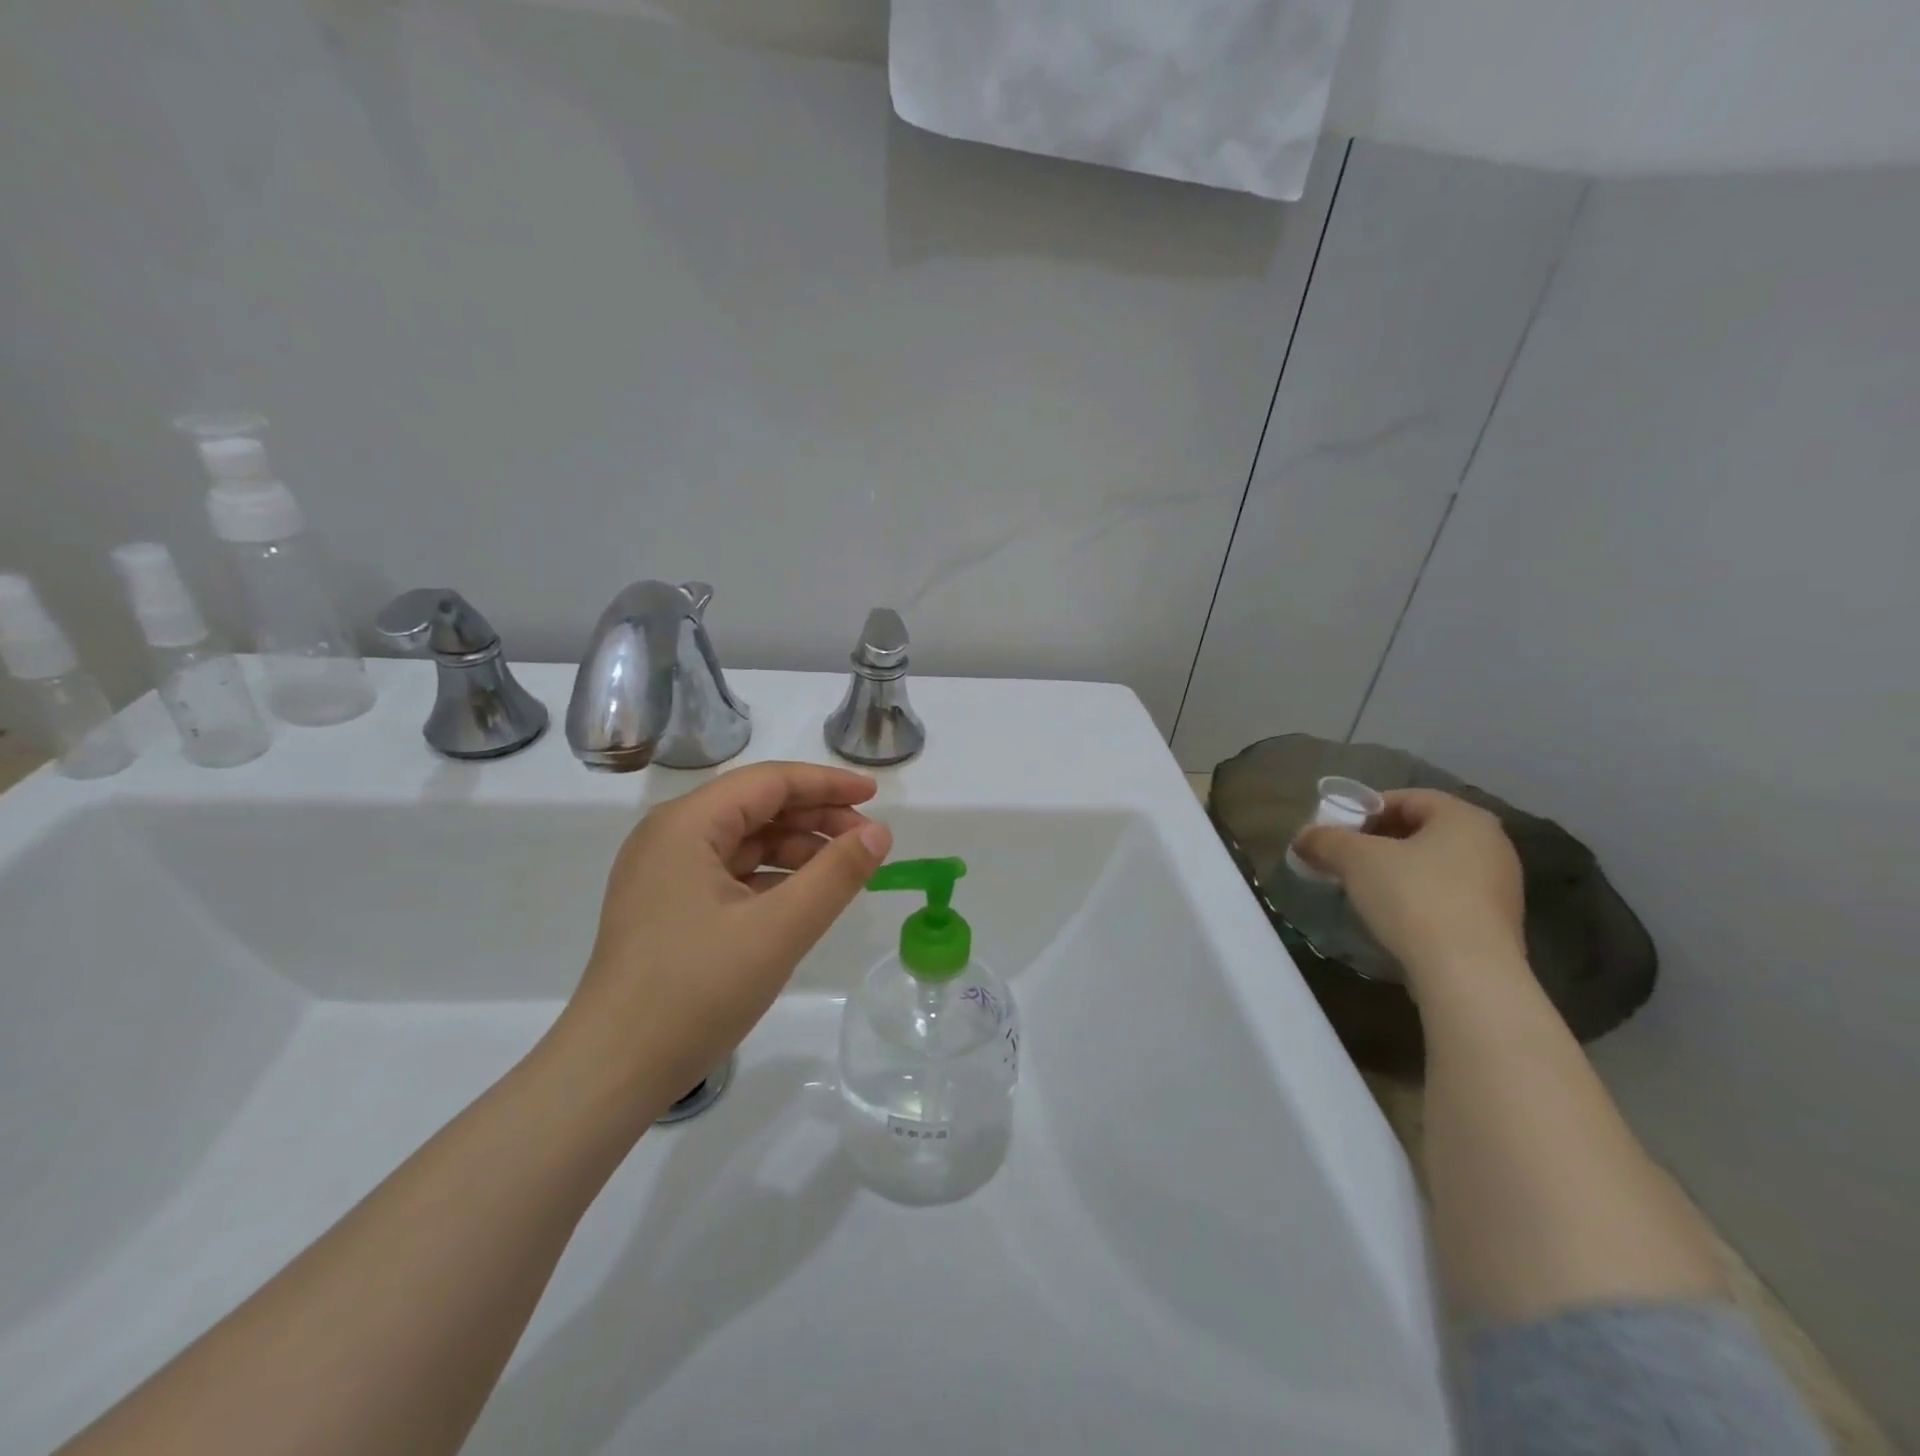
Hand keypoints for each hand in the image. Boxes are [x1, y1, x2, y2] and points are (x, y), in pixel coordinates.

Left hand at [552, 761, 892, 1113]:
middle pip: (756, 806)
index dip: (827, 784)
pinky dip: (772, 877)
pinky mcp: (667, 907)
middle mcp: (670, 836)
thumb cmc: (696, 990)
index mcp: (686, 824)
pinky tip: (803, 897)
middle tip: (869, 840)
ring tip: (844, 871)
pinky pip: (730, 873)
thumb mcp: (779, 930)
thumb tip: (879, 832)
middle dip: (816, 817)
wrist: (612, 1071)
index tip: (876, 797)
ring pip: (744, 841)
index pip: (769, 781)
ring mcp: (664, 873)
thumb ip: (836, 875)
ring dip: (797, 849)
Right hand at [1291, 788, 1524, 987]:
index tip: (1335, 831)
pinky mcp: (1495, 924)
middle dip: (1377, 841)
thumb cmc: (1413, 898)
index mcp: (1464, 817)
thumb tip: (1303, 838)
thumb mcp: (1355, 859)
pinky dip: (1416, 897)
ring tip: (1361, 889)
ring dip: (1395, 871)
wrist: (1467, 975)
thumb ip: (1325, 840)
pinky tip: (1391, 917)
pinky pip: (1446, 896)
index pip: (1406, 798)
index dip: (1364, 810)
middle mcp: (1491, 844)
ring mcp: (1499, 887)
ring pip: (1433, 865)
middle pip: (1421, 831)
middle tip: (1343, 859)